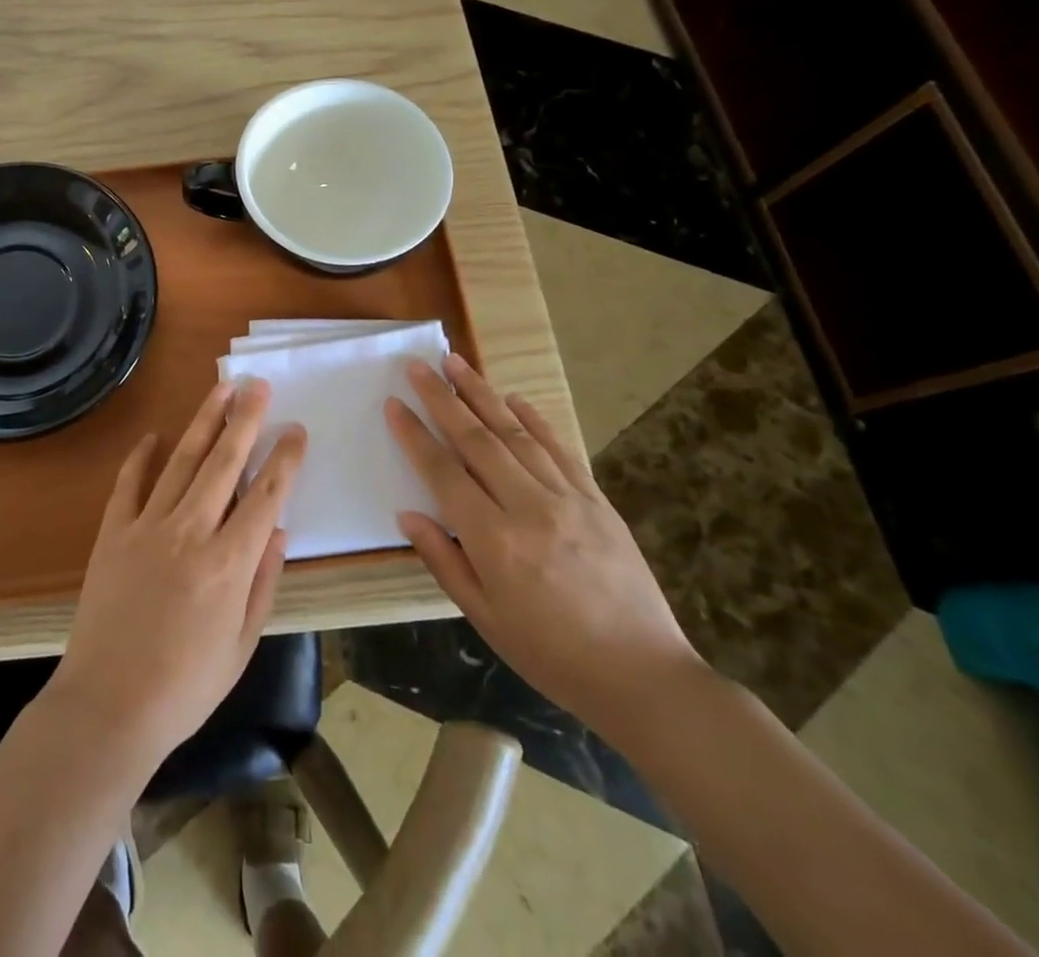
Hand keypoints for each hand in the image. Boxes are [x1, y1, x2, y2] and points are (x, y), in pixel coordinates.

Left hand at [49, 380, 306, 769]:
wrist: (108, 706)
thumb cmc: (185, 686)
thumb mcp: (242, 644)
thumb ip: (263, 582)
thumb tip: (278, 529)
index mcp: (229, 563)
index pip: (265, 496)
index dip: (284, 459)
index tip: (296, 430)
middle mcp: (190, 532)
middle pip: (224, 463)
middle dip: (245, 420)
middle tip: (258, 385)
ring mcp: (147, 527)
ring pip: (182, 461)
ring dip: (203, 422)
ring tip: (221, 390)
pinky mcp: (114, 532)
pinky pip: (130, 483)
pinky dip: (141, 456)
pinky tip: (153, 435)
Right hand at [386, 355, 703, 740]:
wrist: (644, 676)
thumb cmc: (551, 654)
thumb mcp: (485, 617)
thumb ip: (443, 560)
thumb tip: (407, 514)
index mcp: (494, 540)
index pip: (443, 472)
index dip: (415, 435)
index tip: (394, 404)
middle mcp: (528, 506)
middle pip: (476, 439)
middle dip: (442, 398)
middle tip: (418, 365)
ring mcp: (567, 498)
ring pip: (515, 433)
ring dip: (482, 394)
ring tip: (456, 362)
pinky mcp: (597, 500)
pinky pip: (560, 449)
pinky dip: (535, 419)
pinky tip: (514, 398)